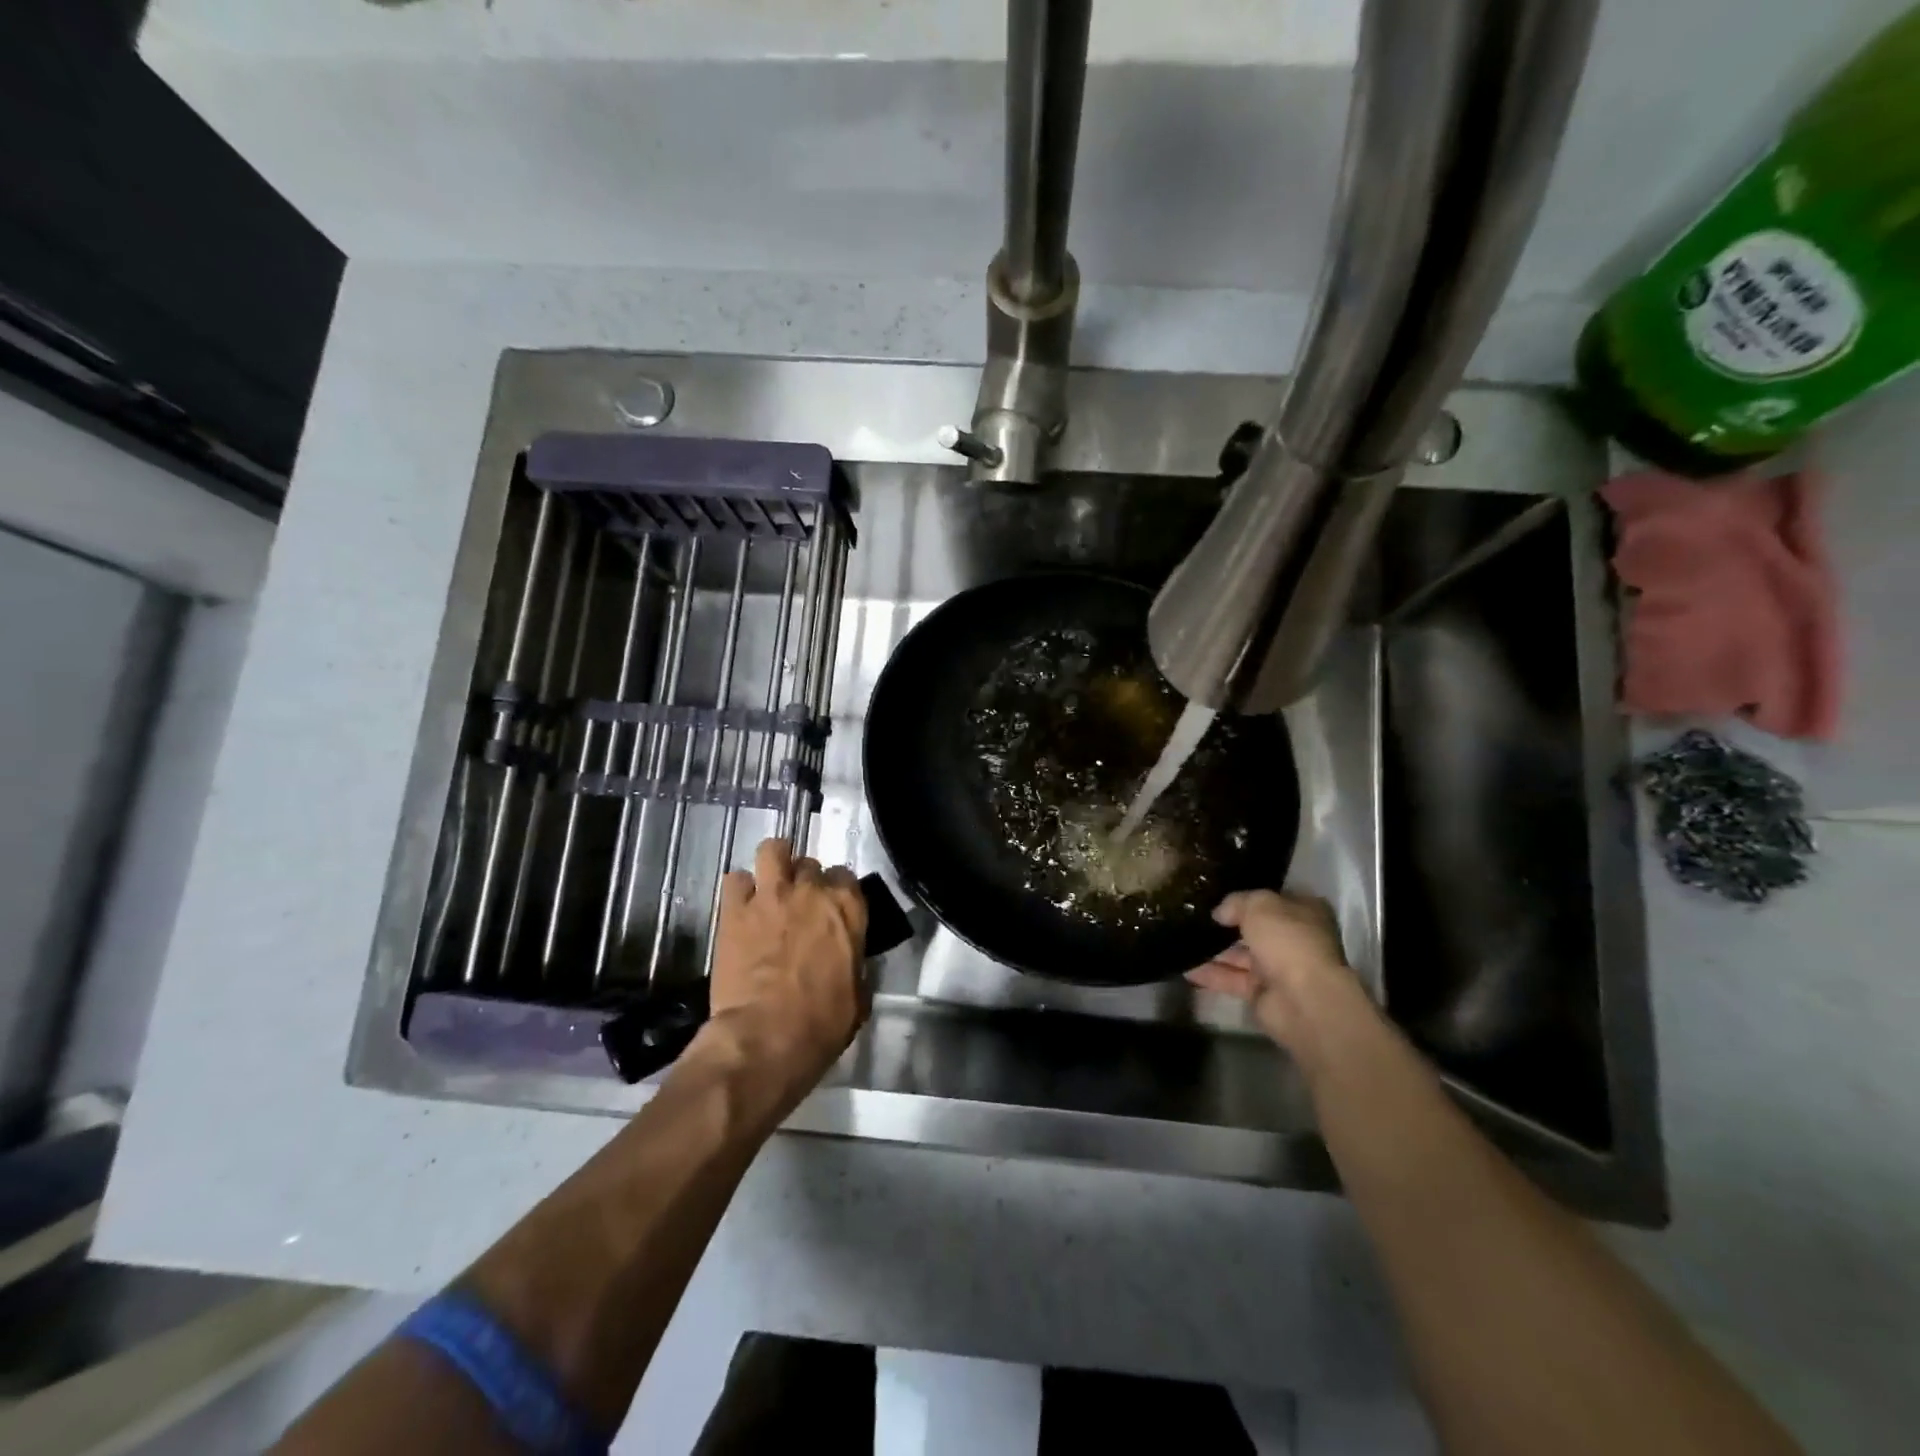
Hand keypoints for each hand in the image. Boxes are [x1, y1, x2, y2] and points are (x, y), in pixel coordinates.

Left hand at [704, 838, 868, 1102]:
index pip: (846, 877)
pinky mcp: (734, 910)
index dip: (837, 891)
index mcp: (847, 908)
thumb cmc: (822, 1023)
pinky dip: (739, 889)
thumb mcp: (858, 995)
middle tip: (798, 904)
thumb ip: (853, 965)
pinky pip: (734, 879)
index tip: (831, 908)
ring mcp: (771, 896)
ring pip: (773, 850)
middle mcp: (811, 891)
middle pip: (810, 864)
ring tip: (769, 882)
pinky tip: (740, 907)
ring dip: (774, 863)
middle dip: (805, 880)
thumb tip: (847, 964)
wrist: (767, 1036)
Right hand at [1186, 890, 1362, 1055]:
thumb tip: (1220, 912)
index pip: (1272, 900)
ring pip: (1239, 955)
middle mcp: (1293, 939)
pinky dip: (1209, 974)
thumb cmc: (1288, 941)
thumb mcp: (1260, 905)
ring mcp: (1277, 968)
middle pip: (1254, 928)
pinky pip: (1230, 979)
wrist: (1303, 1000)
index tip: (1216, 894)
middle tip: (1192, 915)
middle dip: (1225, 925)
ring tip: (1180, 938)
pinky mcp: (1261, 993)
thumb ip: (1237, 902)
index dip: (1246, 897)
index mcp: (1303, 913)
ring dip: (1212, 949)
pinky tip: (1183, 966)